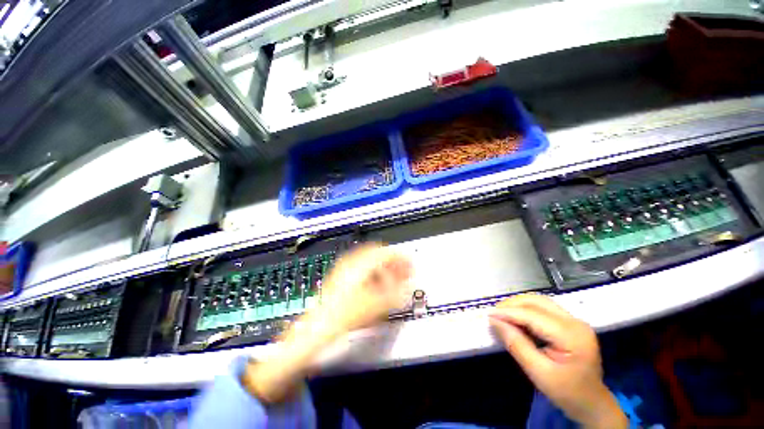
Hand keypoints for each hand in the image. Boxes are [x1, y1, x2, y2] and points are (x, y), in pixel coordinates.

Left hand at [243, 244, 411, 402]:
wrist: (318, 327)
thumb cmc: (346, 314)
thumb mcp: (376, 305)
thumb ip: (396, 294)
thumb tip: (408, 286)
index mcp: (360, 264)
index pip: (385, 252)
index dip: (400, 257)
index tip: (410, 263)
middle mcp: (352, 262)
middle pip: (377, 254)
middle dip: (392, 261)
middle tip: (403, 270)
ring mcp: (344, 269)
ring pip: (369, 261)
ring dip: (383, 267)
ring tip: (392, 278)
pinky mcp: (341, 277)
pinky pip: (362, 268)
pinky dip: (373, 273)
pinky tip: (377, 284)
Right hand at [489, 294, 626, 428]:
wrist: (591, 403)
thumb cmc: (566, 392)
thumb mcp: (538, 372)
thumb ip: (516, 344)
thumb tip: (495, 321)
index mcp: (572, 336)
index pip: (533, 315)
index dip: (508, 312)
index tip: (488, 314)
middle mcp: (575, 322)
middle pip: (537, 302)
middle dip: (512, 305)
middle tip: (494, 314)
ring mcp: (574, 320)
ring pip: (539, 301)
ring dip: (518, 305)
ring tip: (502, 314)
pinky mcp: (570, 322)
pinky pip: (543, 308)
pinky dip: (526, 309)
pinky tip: (516, 318)